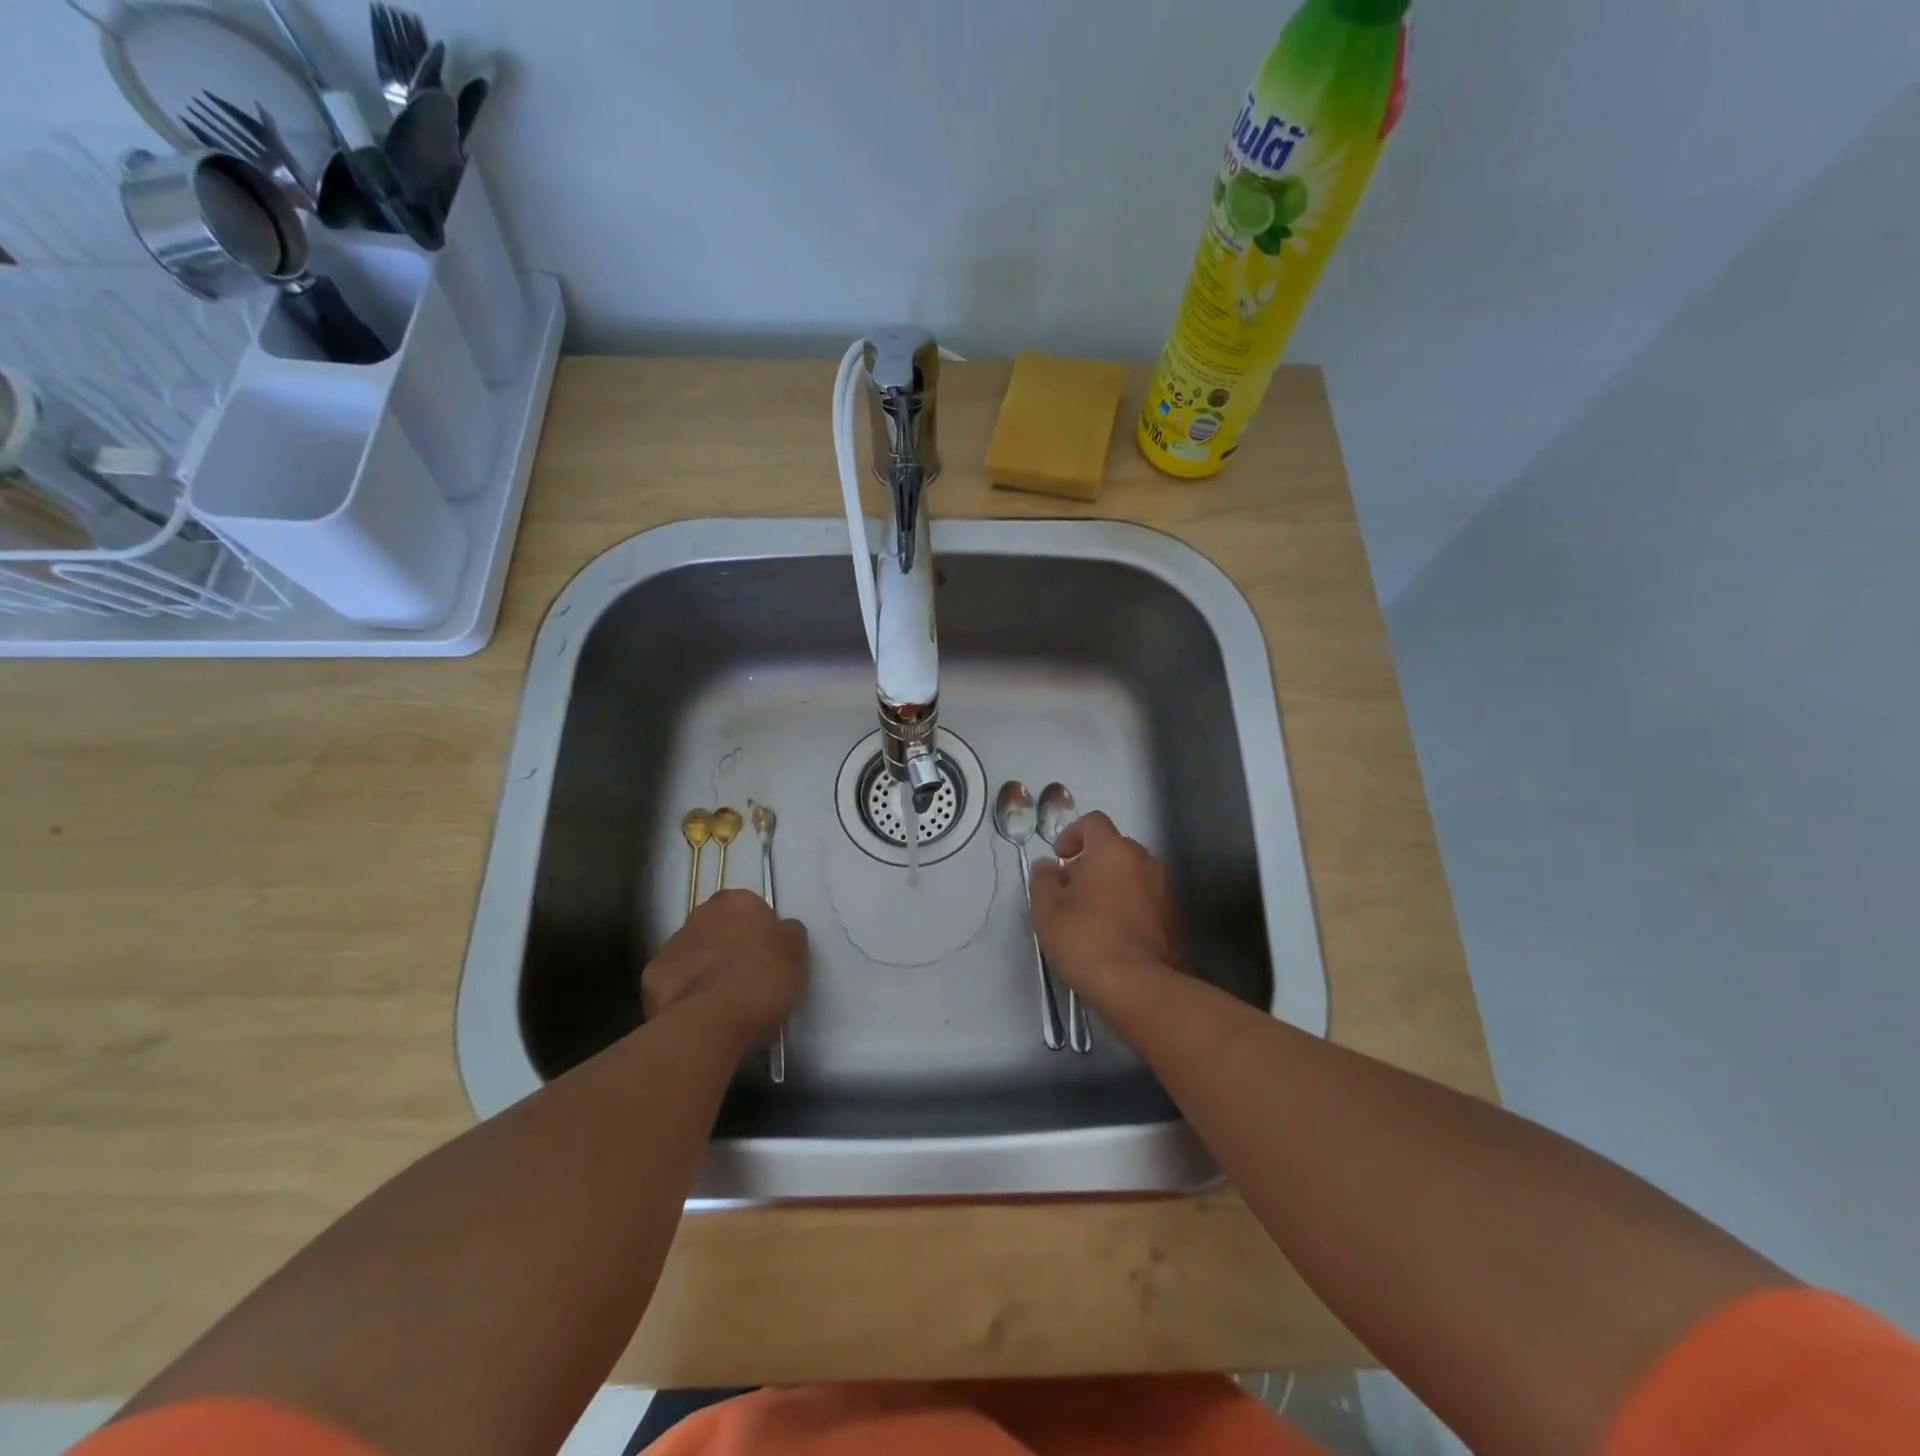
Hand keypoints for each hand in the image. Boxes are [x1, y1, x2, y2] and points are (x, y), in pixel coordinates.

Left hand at [641, 889, 807, 1050]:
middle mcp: (699, 914)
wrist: (711, 1021)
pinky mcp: (650, 980)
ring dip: (704, 969)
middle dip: (727, 947)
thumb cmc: (762, 979)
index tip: (767, 958)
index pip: (750, 909)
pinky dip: (683, 995)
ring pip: (692, 954)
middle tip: (746, 978)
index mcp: (736, 902)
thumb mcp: (796, 952)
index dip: (759, 933)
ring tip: (721, 1003)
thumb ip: (787, 933)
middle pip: (717, 928)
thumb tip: (780, 931)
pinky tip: (698, 1015)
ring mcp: (670, 946)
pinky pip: (673, 983)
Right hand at [1029, 812, 1186, 1012]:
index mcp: (1113, 850)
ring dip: (1112, 885)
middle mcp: (1144, 860)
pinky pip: (1146, 899)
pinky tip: (1115, 936)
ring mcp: (1165, 889)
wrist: (1141, 988)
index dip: (1073, 834)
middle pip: (1114, 848)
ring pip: (1132, 875)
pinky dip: (1129, 906)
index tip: (1060, 859)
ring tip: (1092, 917)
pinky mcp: (1175, 918)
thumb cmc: (1086, 940)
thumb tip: (1049, 866)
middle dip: (1091, 863)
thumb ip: (1044, 880)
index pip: (1093, 822)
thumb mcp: (1047, 911)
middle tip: (1071, 892)